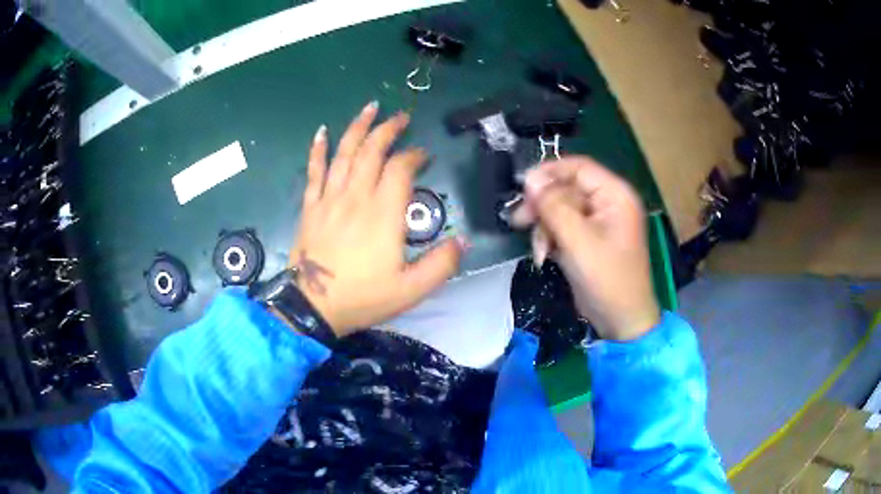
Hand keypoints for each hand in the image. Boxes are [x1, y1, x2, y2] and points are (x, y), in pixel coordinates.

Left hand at [289, 102, 464, 336]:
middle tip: (401, 117)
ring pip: (344, 153)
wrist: (313, 307)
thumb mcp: (411, 290)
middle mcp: (356, 197)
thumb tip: (462, 241)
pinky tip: (321, 132)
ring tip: (370, 108)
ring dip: (358, 127)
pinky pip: (313, 171)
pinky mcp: (310, 207)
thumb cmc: (363, 298)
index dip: (414, 156)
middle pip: (372, 151)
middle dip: (389, 130)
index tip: (423, 155)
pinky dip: (317, 150)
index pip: (401, 169)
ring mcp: (329, 199)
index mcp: (383, 214)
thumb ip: (441, 265)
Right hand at [511, 156, 659, 340]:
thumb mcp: (578, 240)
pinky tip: (546, 257)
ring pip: (560, 209)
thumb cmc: (607, 279)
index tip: (522, 188)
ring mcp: (597, 222)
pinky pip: (562, 227)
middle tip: (519, 221)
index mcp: (615, 195)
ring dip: (545, 227)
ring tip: (540, 250)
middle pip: (566, 189)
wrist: (621, 321)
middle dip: (543, 207)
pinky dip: (551, 239)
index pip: (578, 168)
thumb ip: (554, 206)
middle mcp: (607, 203)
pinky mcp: (588, 239)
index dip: (549, 173)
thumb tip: (530, 178)